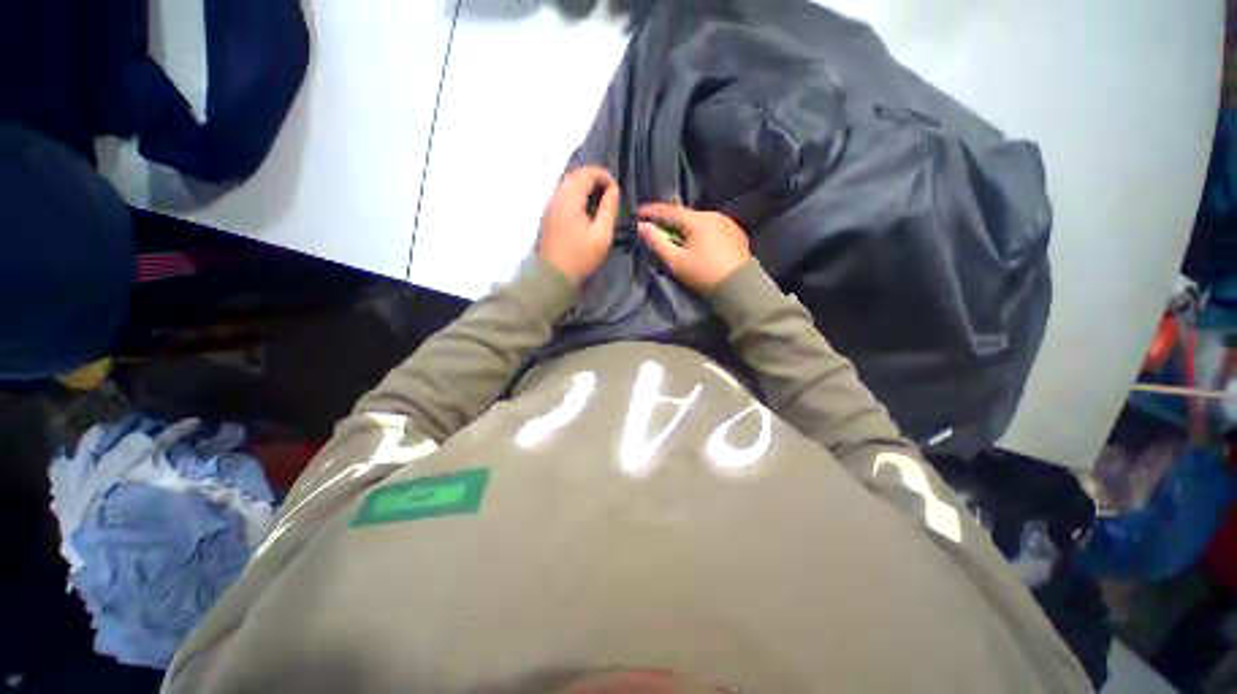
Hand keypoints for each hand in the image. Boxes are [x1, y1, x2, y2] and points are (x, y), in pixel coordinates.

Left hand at [537, 166, 619, 284]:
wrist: (553, 277)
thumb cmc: (580, 257)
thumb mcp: (602, 235)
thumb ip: (609, 209)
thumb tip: (613, 190)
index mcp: (570, 198)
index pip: (587, 173)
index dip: (605, 176)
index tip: (616, 192)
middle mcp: (557, 196)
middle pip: (576, 175)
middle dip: (595, 179)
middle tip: (609, 195)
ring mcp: (550, 206)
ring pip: (568, 184)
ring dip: (585, 187)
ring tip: (600, 203)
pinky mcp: (548, 216)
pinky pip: (563, 195)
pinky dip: (576, 195)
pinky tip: (585, 211)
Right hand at [637, 203, 751, 290]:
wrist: (739, 286)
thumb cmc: (704, 274)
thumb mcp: (676, 261)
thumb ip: (658, 242)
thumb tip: (642, 226)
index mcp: (698, 220)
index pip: (670, 211)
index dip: (652, 211)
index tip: (638, 212)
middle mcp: (713, 215)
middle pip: (685, 214)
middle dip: (669, 219)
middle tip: (656, 226)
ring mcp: (727, 222)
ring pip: (699, 220)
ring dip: (686, 225)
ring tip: (676, 235)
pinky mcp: (735, 232)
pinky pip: (712, 226)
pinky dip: (700, 230)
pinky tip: (698, 241)